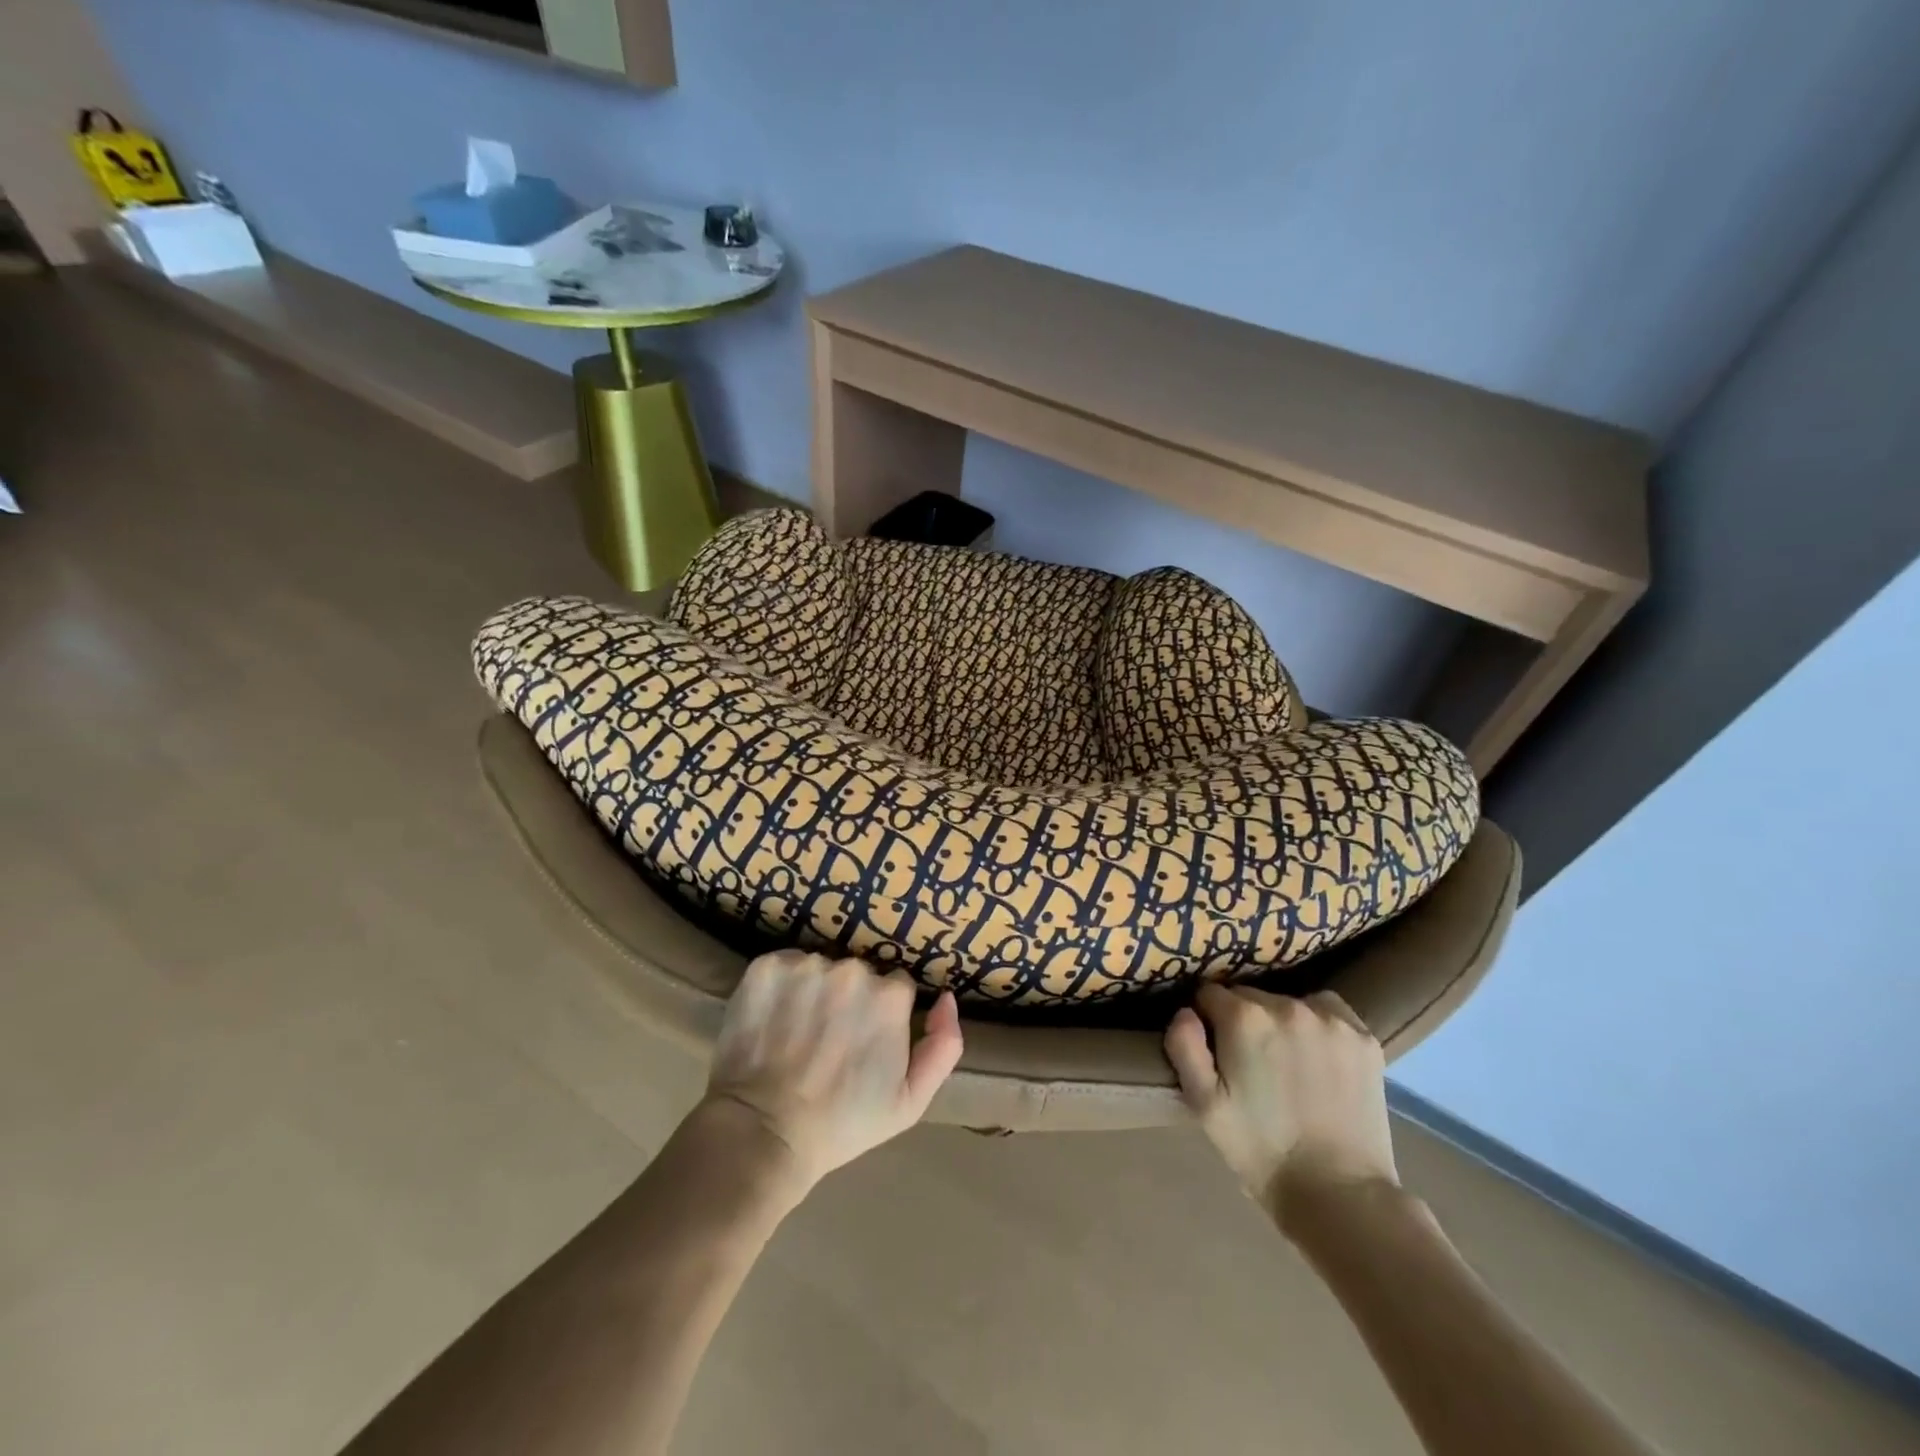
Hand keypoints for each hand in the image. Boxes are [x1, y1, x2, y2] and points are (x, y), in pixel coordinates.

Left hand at [705, 950, 963, 1194]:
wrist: (762, 1134)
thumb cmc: (842, 1124)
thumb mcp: (910, 1101)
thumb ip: (944, 1045)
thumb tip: (946, 997)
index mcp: (890, 996)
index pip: (894, 987)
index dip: (880, 1014)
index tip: (863, 1041)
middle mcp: (852, 970)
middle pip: (857, 973)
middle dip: (848, 999)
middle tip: (828, 1041)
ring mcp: (806, 966)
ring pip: (820, 968)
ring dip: (814, 990)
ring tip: (797, 1032)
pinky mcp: (765, 967)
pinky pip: (783, 966)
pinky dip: (780, 987)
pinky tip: (772, 1019)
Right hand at [1164, 985, 1397, 1225]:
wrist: (1340, 1195)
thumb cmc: (1261, 1150)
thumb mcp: (1203, 1104)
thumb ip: (1184, 1047)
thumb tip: (1186, 1011)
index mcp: (1244, 1018)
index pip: (1210, 994)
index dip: (1207, 1021)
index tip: (1216, 1051)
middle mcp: (1287, 1006)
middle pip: (1249, 996)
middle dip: (1243, 1021)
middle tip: (1250, 1064)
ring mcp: (1330, 1020)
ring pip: (1288, 1002)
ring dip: (1280, 1022)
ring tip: (1287, 1063)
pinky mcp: (1363, 1038)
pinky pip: (1329, 1010)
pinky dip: (1319, 1023)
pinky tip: (1318, 1057)